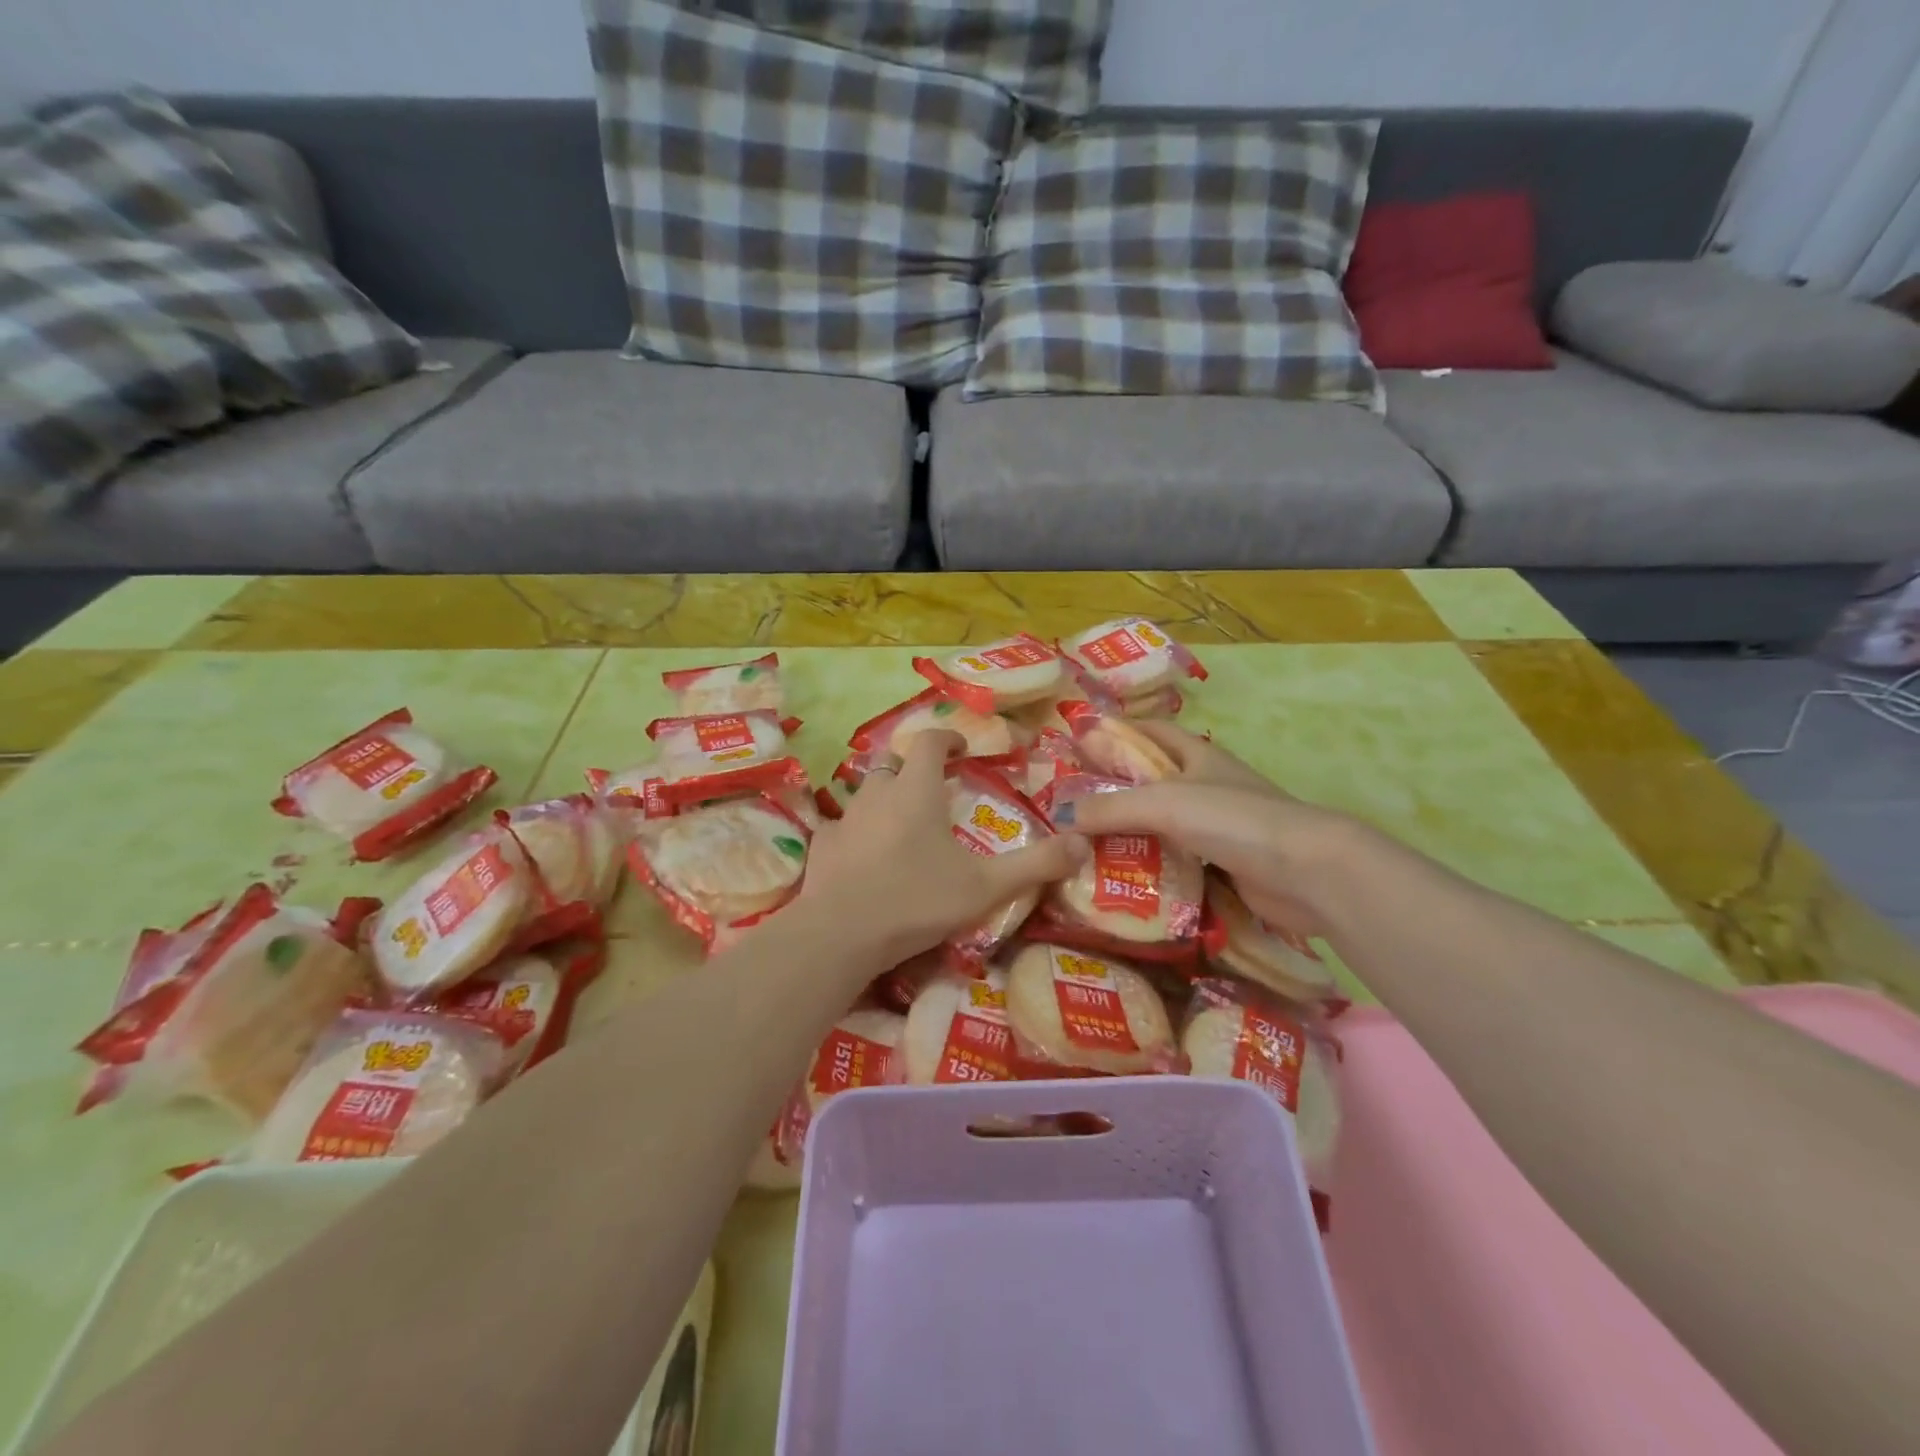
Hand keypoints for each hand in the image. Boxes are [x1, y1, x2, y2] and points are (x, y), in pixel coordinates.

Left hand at [795, 731, 1088, 970]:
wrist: (840, 934)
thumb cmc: (916, 901)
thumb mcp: (985, 886)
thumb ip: (1036, 864)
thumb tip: (1084, 844)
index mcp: (916, 791)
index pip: (928, 741)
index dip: (947, 737)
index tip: (960, 749)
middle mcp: (877, 794)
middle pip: (895, 765)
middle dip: (915, 770)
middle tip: (934, 792)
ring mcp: (844, 819)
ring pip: (867, 794)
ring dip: (886, 800)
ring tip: (903, 825)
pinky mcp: (822, 846)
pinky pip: (842, 827)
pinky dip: (857, 832)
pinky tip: (864, 856)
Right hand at [1054, 721, 1357, 935]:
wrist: (1305, 872)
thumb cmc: (1233, 819)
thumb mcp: (1162, 803)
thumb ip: (1109, 808)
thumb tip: (1060, 816)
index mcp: (1197, 755)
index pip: (1151, 731)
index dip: (1118, 730)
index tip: (1079, 740)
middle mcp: (1208, 785)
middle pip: (1153, 780)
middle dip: (1115, 788)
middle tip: (1071, 803)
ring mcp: (1219, 827)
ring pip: (1163, 825)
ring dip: (1131, 833)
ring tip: (1084, 844)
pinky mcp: (1225, 865)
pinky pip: (1177, 861)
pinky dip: (1152, 867)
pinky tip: (1122, 879)